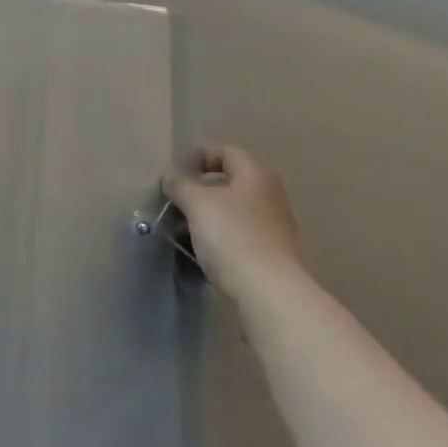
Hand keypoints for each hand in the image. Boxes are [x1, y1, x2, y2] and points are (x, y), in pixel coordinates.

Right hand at [161, 145, 307, 305]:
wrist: (271, 295)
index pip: (225, 151)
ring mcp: (276, 227)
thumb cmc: (233, 238)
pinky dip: (222, 239)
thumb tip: (171, 177)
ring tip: (185, 232)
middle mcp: (270, 195)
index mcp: (255, 175)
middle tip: (177, 204)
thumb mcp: (198, 204)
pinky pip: (241, 237)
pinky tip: (206, 255)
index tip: (176, 176)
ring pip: (235, 212)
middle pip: (230, 182)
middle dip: (201, 190)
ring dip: (210, 217)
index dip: (198, 157)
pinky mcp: (274, 256)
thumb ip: (181, 185)